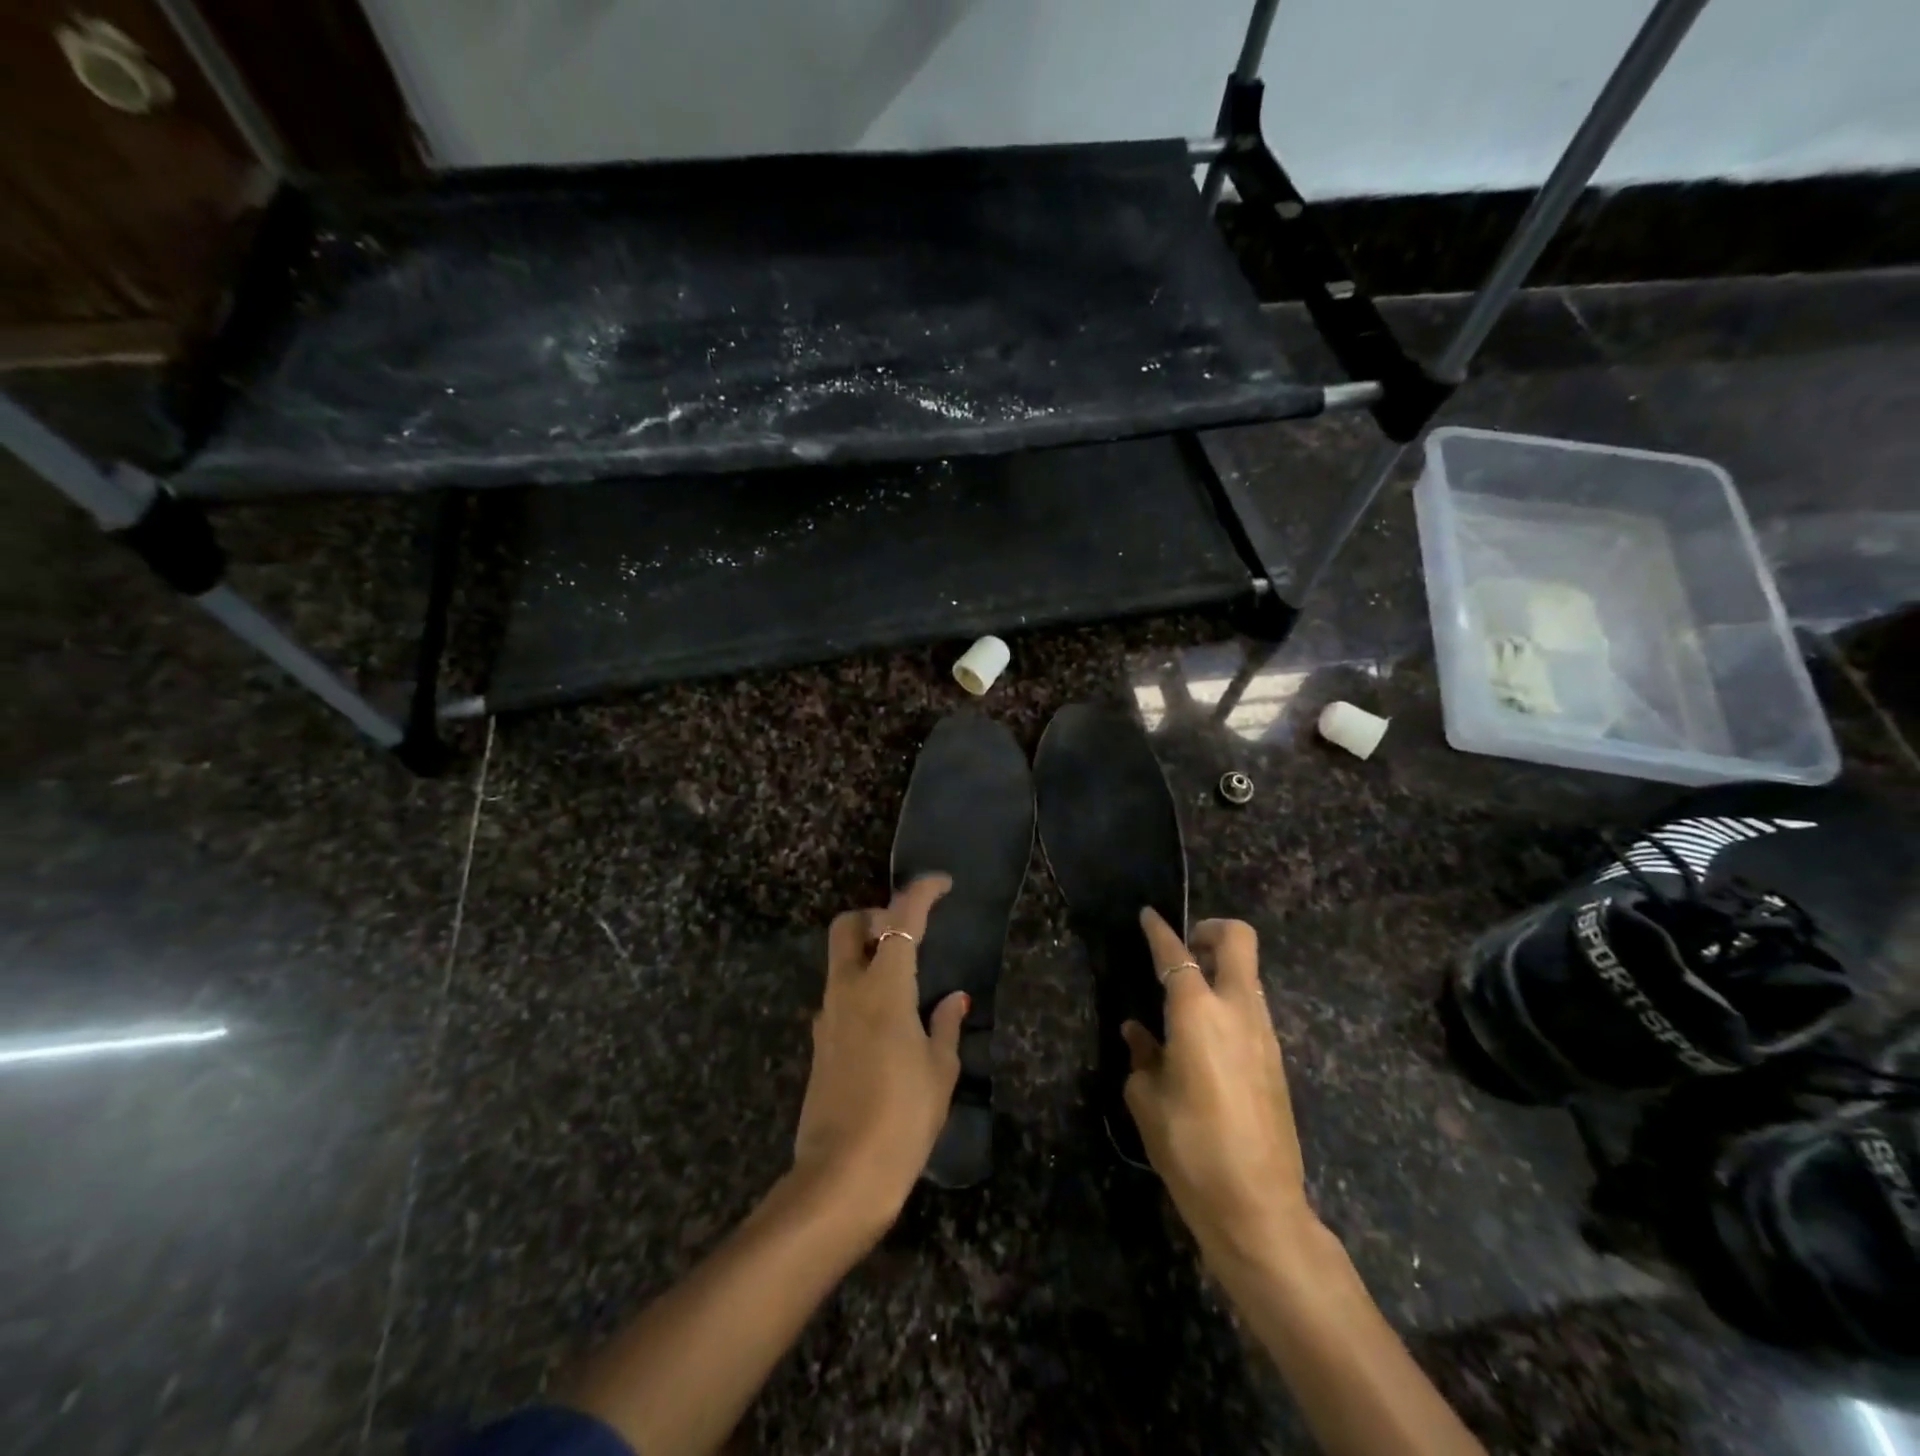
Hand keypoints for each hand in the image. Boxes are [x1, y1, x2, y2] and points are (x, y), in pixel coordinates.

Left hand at [792, 875, 966, 1240]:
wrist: (841, 1177)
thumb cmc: (903, 1118)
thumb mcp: (939, 1071)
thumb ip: (945, 1026)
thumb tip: (953, 999)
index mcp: (883, 987)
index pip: (900, 918)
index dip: (921, 892)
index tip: (942, 884)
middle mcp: (848, 990)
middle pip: (848, 925)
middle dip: (874, 915)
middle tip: (906, 933)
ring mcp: (827, 1016)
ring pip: (840, 960)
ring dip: (867, 953)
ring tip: (903, 982)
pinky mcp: (819, 1043)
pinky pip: (838, 996)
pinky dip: (860, 988)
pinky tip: (886, 1023)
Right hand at [1122, 910, 1316, 1259]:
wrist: (1259, 1206)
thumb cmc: (1191, 1148)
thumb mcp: (1148, 1100)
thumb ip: (1142, 1056)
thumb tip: (1139, 1034)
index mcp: (1197, 1013)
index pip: (1176, 953)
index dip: (1158, 930)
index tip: (1148, 915)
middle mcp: (1237, 1010)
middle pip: (1238, 939)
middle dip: (1210, 930)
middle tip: (1184, 949)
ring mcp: (1264, 1033)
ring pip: (1248, 973)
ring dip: (1221, 969)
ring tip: (1187, 999)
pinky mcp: (1276, 1058)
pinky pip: (1252, 1007)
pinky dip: (1229, 1001)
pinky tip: (1204, 1038)